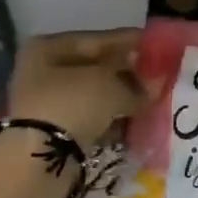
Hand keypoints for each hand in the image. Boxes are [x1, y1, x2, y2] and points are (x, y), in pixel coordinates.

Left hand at [4, 29, 145, 151]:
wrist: (39, 158)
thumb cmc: (73, 104)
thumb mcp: (111, 86)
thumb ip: (137, 83)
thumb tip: (157, 84)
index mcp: (48, 47)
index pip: (99, 40)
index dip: (131, 43)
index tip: (158, 47)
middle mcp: (42, 70)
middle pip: (95, 67)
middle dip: (127, 73)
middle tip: (158, 77)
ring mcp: (46, 102)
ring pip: (94, 94)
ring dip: (120, 97)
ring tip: (151, 100)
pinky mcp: (52, 131)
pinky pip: (90, 117)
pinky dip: (110, 118)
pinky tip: (134, 121)